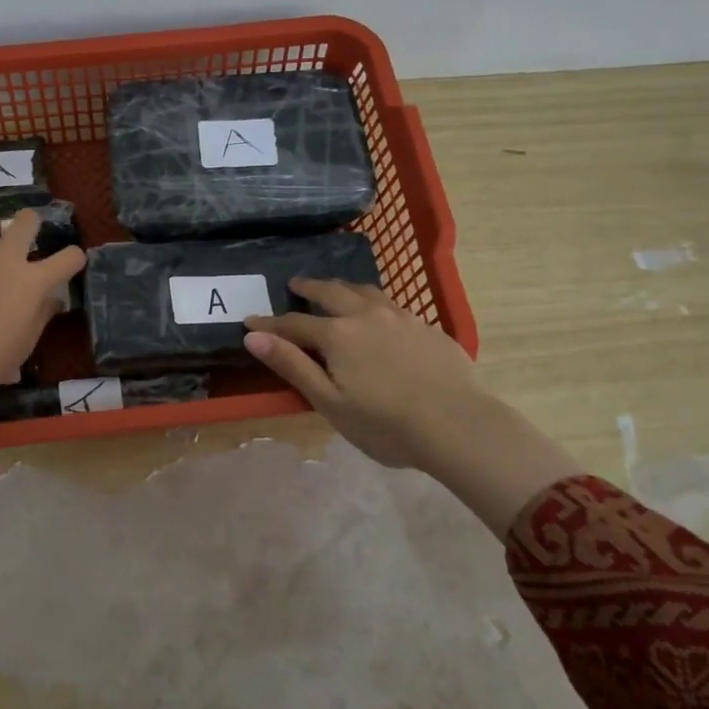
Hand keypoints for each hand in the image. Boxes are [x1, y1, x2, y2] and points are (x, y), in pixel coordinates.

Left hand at [0, 211, 84, 435]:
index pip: (69, 257)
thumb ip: (41, 315)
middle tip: (26, 242)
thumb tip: (52, 300)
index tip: (70, 264)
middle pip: (26, 220)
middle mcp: (4, 259)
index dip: (74, 258)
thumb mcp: (24, 345)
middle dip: (31, 225)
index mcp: (32, 282)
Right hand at [245, 279, 582, 538]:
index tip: (250, 321)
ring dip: (343, 287)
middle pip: (331, 293)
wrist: (458, 425)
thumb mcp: (330, 402)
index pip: (294, 323)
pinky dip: (374, 302)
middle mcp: (367, 315)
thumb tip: (254, 336)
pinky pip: (393, 304)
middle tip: (296, 283)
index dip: (270, 323)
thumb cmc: (386, 423)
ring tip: (336, 288)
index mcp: (338, 335)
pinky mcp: (428, 327)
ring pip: (366, 291)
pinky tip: (379, 313)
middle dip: (309, 287)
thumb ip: (292, 365)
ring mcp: (401, 317)